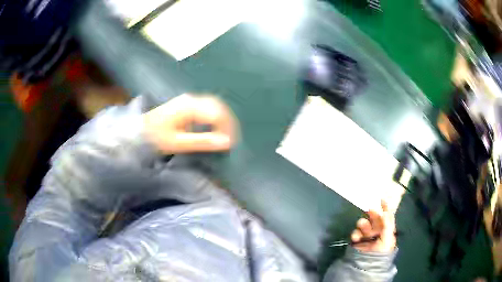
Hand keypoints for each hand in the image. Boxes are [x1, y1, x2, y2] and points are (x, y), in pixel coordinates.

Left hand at [143, 94, 236, 153]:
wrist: (139, 129)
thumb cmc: (156, 137)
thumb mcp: (178, 143)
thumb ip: (203, 142)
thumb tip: (227, 142)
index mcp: (189, 107)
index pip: (217, 114)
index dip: (228, 128)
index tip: (231, 143)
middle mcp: (191, 99)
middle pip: (218, 105)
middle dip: (228, 121)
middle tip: (232, 138)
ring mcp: (189, 99)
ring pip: (214, 104)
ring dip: (223, 117)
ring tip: (227, 133)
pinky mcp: (187, 103)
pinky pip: (207, 105)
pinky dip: (215, 115)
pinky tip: (216, 126)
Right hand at [351, 200, 395, 252]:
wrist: (367, 265)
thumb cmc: (381, 251)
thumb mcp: (388, 238)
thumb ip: (387, 224)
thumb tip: (386, 211)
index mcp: (387, 230)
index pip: (387, 217)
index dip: (386, 208)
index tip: (382, 199)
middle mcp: (377, 231)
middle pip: (375, 219)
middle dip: (372, 214)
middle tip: (369, 210)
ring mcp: (367, 236)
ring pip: (364, 224)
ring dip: (363, 224)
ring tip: (362, 228)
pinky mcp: (358, 240)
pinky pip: (356, 233)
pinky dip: (355, 233)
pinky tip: (356, 237)